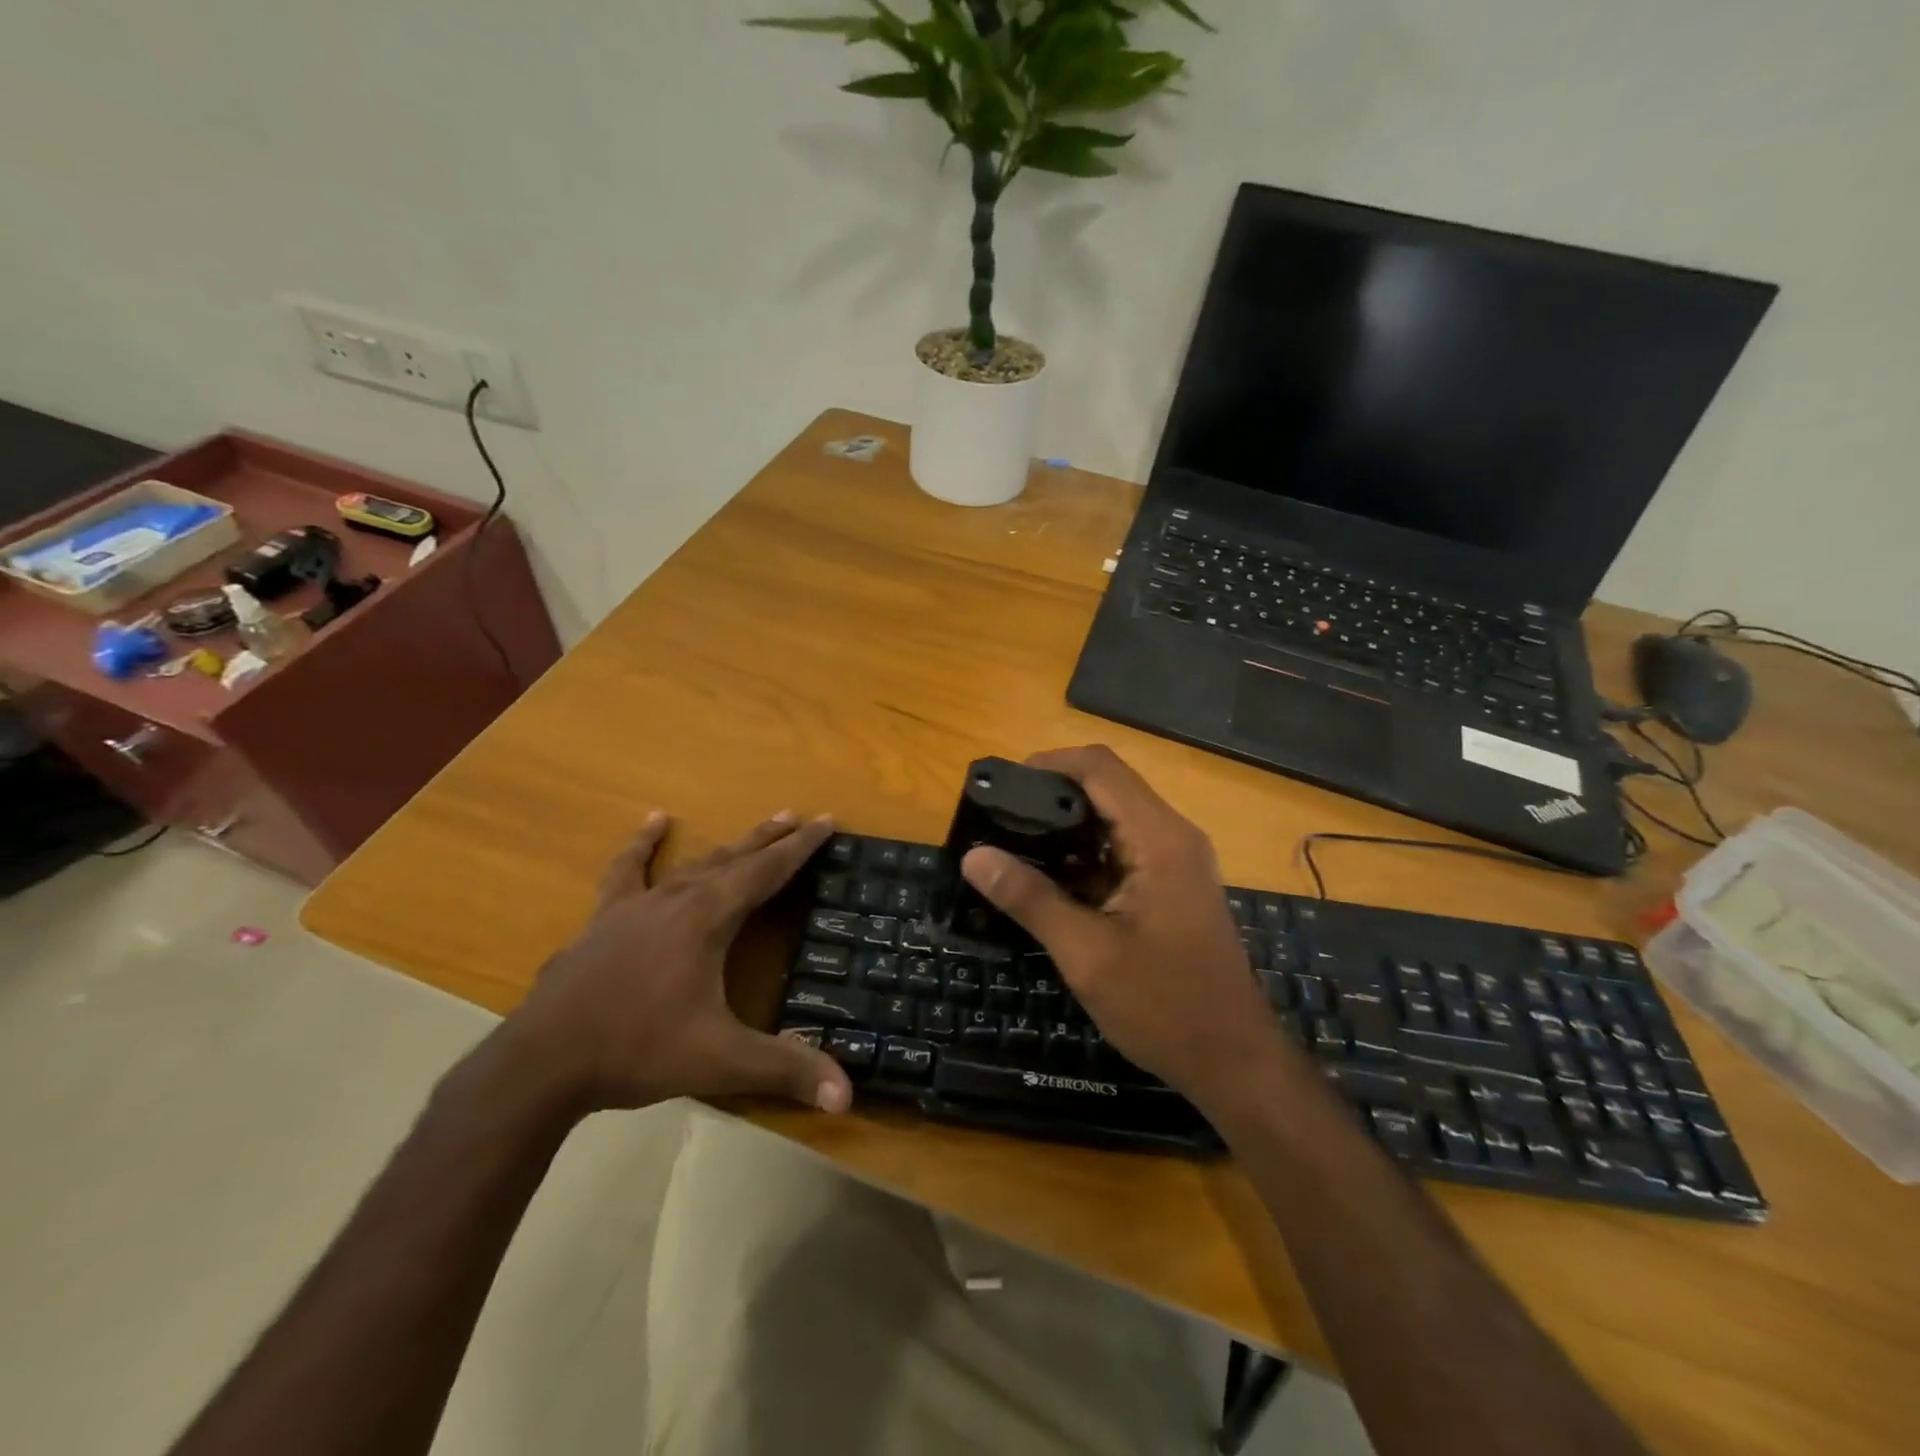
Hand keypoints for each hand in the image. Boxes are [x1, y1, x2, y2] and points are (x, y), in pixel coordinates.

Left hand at [504, 810, 852, 1116]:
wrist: (541, 1063)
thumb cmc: (637, 1050)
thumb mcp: (720, 1061)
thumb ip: (785, 1069)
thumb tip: (847, 1094)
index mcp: (707, 918)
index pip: (767, 872)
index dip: (800, 847)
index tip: (826, 820)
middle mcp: (676, 899)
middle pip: (734, 859)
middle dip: (771, 840)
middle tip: (799, 817)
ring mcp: (636, 906)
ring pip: (694, 864)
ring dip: (729, 845)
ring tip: (755, 827)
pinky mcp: (605, 919)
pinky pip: (629, 871)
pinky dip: (643, 844)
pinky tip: (654, 821)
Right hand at [959, 746, 1286, 1109]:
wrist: (1234, 1061)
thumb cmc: (1164, 1006)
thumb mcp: (1087, 954)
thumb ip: (1030, 898)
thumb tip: (974, 855)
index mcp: (1159, 838)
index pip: (1100, 767)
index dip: (1049, 763)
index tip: (1003, 787)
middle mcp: (1173, 836)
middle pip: (1107, 787)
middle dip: (1051, 797)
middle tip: (999, 822)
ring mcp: (1176, 861)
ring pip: (1113, 819)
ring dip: (1066, 828)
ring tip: (1012, 847)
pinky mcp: (1172, 885)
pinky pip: (1122, 850)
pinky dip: (1084, 856)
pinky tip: (1047, 881)